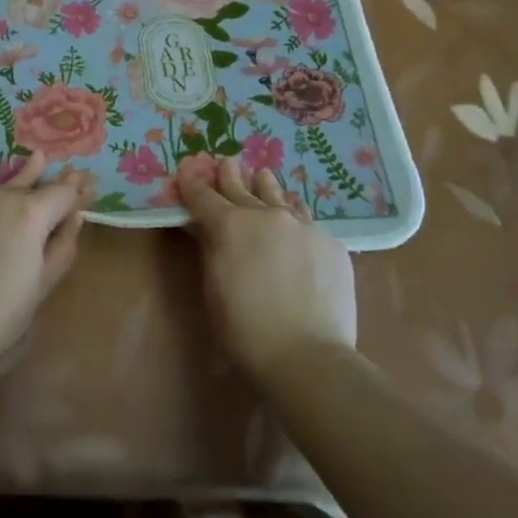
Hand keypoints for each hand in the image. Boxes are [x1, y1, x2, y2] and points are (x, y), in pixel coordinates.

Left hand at [0, 154, 92, 350]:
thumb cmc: (3, 309)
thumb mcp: (43, 283)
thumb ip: (62, 246)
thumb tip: (75, 218)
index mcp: (35, 214)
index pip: (64, 194)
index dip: (80, 190)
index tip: (92, 182)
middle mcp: (8, 198)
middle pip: (39, 186)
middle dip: (59, 181)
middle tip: (76, 172)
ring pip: (9, 182)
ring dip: (27, 172)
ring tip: (39, 157)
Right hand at [178, 156, 356, 383]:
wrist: (308, 355)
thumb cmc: (245, 329)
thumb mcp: (214, 287)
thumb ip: (211, 249)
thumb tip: (205, 228)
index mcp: (230, 225)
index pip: (203, 196)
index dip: (192, 183)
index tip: (187, 170)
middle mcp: (266, 215)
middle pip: (242, 188)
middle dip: (229, 175)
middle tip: (226, 162)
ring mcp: (302, 225)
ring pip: (279, 196)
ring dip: (266, 186)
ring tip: (263, 176)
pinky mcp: (330, 243)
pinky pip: (307, 220)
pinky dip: (294, 216)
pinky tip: (295, 220)